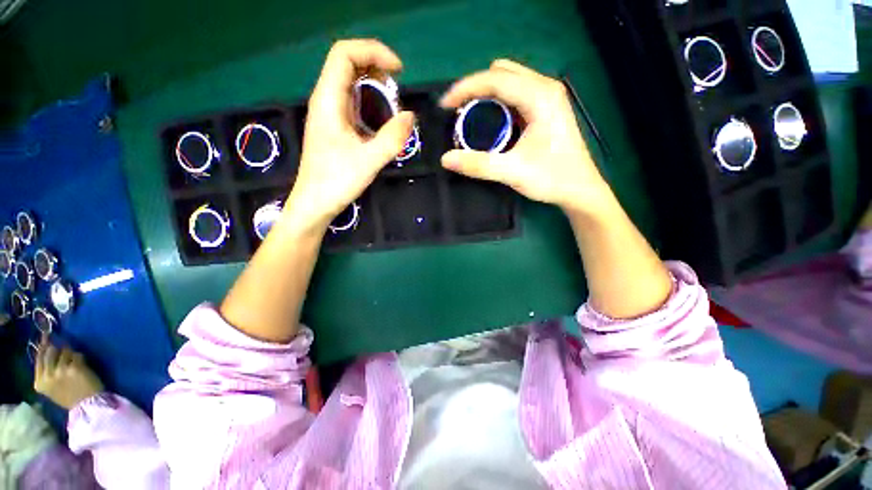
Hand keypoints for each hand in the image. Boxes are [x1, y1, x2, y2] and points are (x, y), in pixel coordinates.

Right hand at [34, 334, 103, 409]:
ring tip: (75, 363)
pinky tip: (83, 366)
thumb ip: (47, 372)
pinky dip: (81, 358)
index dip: (43, 345)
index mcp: (40, 382)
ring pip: (65, 351)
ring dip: (72, 354)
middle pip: (50, 351)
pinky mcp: (74, 367)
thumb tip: (47, 350)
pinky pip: (77, 355)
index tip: (45, 336)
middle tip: (64, 347)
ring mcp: (61, 371)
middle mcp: (48, 376)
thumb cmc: (70, 397)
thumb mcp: (52, 387)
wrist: (87, 405)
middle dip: (58, 348)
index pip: (39, 358)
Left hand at [287, 39, 414, 231]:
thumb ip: (392, 138)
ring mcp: (329, 114)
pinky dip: (370, 103)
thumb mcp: (369, 161)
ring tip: (393, 105)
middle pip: (347, 64)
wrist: (315, 203)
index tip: (399, 71)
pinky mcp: (334, 127)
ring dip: (374, 86)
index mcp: (328, 100)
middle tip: (398, 90)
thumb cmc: (336, 182)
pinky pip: (352, 103)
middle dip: (376, 68)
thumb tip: (410, 116)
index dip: (373, 51)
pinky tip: (382, 121)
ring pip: (350, 84)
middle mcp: (325, 100)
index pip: (345, 54)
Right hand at [440, 59, 613, 216]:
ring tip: (470, 116)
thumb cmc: (552, 178)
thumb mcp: (513, 172)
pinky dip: (498, 102)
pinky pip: (515, 93)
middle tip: (458, 112)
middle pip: (501, 74)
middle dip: (475, 88)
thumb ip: (478, 165)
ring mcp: (547, 97)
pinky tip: (491, 120)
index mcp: (540, 96)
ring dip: (486, 94)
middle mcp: (545, 88)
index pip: (495, 79)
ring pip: (509, 81)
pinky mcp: (546, 108)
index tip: (445, 105)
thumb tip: (446, 159)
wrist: (580, 189)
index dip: (465, 88)